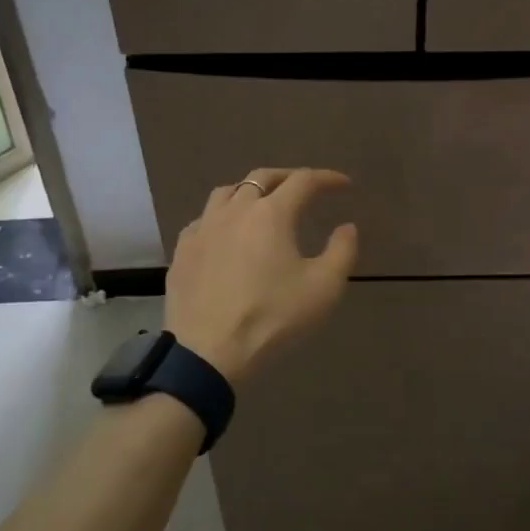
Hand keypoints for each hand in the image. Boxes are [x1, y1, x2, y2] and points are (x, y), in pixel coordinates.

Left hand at [164, 168, 356, 385]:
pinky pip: (203, 220)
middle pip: (262, 177)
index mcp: (271, 213)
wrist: (208, 353)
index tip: (344, 185)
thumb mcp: (323, 288)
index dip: (327, 178)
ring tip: (262, 205)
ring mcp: (203, 228)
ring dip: (250, 191)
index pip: (303, 180)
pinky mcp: (182, 252)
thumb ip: (342, 251)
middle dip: (288, 177)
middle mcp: (235, 210)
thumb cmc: (272, 318)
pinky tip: (225, 235)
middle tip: (305, 187)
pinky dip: (221, 217)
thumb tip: (347, 227)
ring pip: (227, 193)